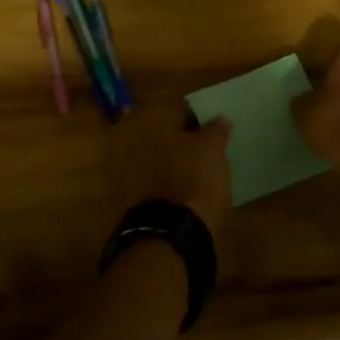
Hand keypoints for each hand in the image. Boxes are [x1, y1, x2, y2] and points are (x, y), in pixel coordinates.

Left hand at [105, 104, 232, 246]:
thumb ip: (215, 129)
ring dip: (166, 158)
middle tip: (201, 149)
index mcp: (148, 117)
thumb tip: (220, 118)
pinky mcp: (121, 193)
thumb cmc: (193, 177)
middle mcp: (127, 135)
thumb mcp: (213, 149)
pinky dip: (158, 179)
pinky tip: (177, 188)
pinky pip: (144, 177)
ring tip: (191, 170)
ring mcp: (119, 166)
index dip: (196, 118)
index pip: (176, 108)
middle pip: (159, 130)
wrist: (168, 232)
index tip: (210, 130)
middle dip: (177, 138)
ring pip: (150, 154)